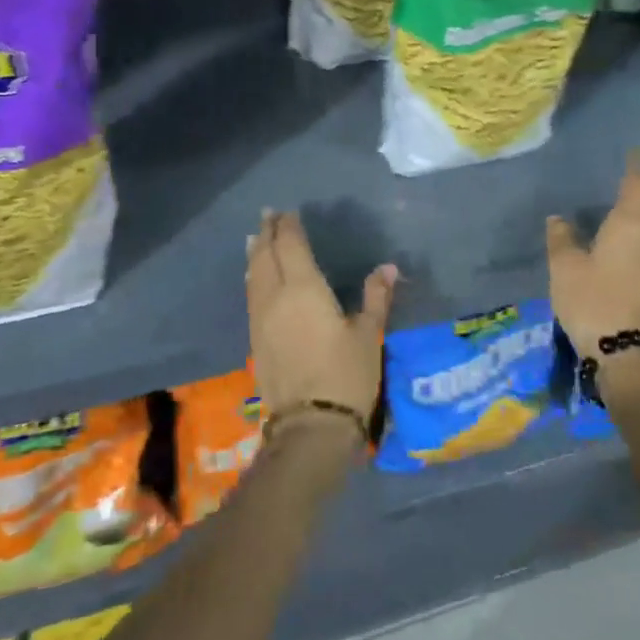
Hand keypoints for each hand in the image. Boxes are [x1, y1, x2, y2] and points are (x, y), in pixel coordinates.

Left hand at [246, 209, 394, 436]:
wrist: (310, 427)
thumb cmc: (346, 375)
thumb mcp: (369, 334)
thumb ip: (376, 297)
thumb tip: (388, 268)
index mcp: (304, 288)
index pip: (290, 246)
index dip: (288, 227)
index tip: (288, 212)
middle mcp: (276, 296)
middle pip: (266, 256)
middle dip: (268, 234)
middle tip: (269, 215)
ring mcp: (261, 319)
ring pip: (253, 276)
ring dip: (256, 254)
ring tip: (257, 240)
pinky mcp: (255, 340)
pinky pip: (251, 296)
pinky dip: (253, 277)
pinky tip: (256, 279)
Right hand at [546, 150, 639, 354]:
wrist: (626, 351)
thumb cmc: (592, 299)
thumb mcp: (565, 267)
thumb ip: (561, 238)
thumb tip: (558, 219)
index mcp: (631, 222)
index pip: (639, 183)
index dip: (637, 166)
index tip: (635, 152)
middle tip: (633, 175)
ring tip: (632, 202)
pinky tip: (633, 237)